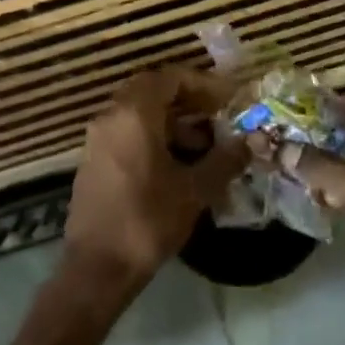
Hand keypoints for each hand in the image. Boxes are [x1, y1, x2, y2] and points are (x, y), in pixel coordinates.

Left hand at [64, 66, 248, 296]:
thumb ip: (224, 159)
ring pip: (139, 113)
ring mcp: (98, 138)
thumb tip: (251, 142)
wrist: (97, 267)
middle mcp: (110, 117)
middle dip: (188, 101)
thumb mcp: (194, 190)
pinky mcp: (94, 160)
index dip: (203, 84)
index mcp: (133, 114)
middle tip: (218, 116)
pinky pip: (127, 133)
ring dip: (173, 121)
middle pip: (152, 91)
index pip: (169, 77)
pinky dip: (154, 137)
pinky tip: (180, 165)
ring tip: (206, 145)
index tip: (228, 99)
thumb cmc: (147, 220)